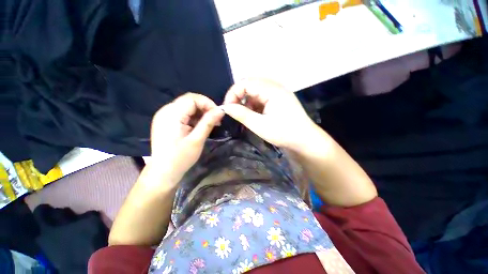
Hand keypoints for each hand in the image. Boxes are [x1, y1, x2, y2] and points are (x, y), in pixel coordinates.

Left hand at [150, 93, 223, 184]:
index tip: (218, 115)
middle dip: (205, 108)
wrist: (163, 172)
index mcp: (171, 114)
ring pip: (187, 106)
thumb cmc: (180, 158)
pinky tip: (199, 127)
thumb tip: (221, 110)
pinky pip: (182, 113)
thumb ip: (208, 122)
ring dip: (200, 113)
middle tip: (216, 120)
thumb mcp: (197, 140)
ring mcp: (164, 116)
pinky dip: (193, 117)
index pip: (192, 98)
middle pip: (189, 100)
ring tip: (209, 124)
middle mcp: (165, 111)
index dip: (207, 103)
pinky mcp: (166, 122)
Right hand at [221, 78, 318, 149]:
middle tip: (234, 111)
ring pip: (255, 92)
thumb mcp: (260, 125)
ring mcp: (277, 93)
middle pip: (250, 85)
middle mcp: (274, 87)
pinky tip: (254, 116)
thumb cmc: (284, 133)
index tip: (227, 108)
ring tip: (246, 116)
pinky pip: (261, 98)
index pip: (245, 83)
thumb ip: (242, 114)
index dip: (233, 93)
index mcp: (271, 90)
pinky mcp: (278, 100)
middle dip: (239, 97)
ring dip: (247, 102)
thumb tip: (226, 107)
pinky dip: (254, 106)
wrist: (305, 140)